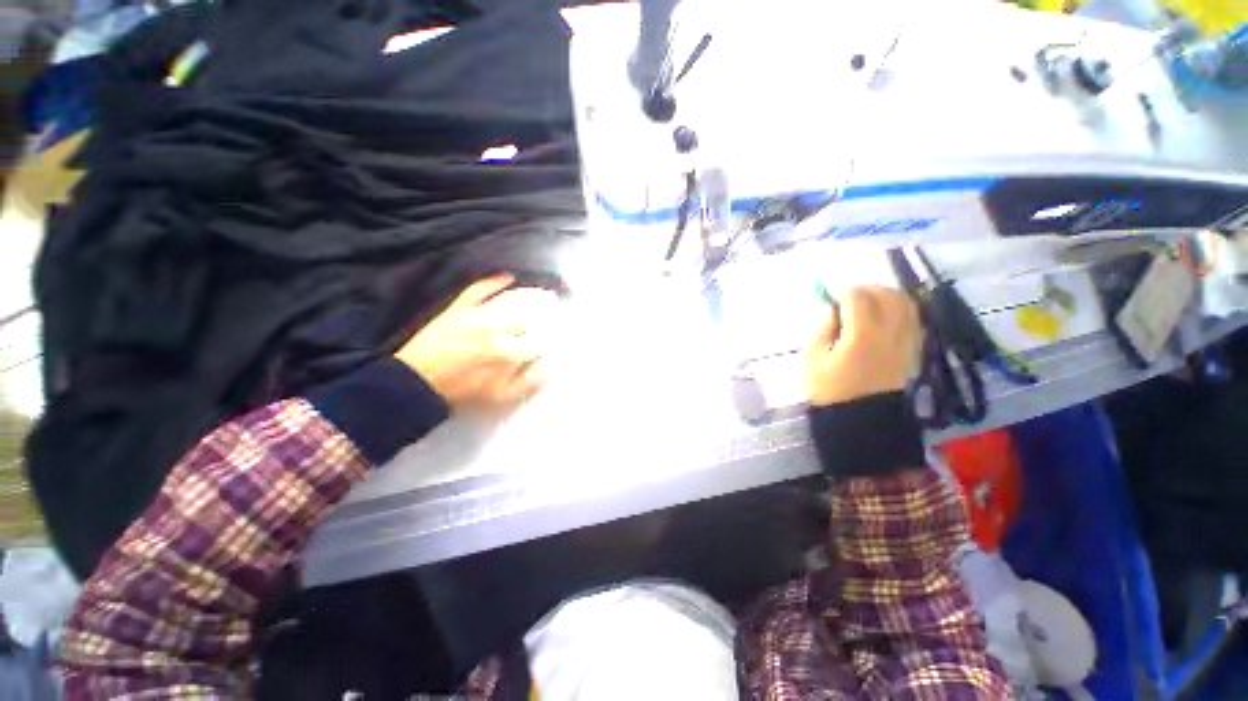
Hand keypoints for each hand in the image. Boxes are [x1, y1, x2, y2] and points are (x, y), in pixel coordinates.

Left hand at [395, 276, 561, 414]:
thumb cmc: (464, 392)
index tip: (564, 327)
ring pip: (510, 299)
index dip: (555, 330)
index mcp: (509, 352)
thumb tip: (552, 363)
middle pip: (529, 311)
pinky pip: (478, 290)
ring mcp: (476, 315)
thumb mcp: (502, 395)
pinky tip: (507, 276)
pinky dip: (493, 281)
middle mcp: (497, 329)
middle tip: (556, 302)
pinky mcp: (458, 308)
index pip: (541, 336)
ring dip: (529, 294)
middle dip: (547, 306)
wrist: (417, 383)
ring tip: (541, 292)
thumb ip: (530, 380)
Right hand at [806, 286, 920, 406]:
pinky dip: (900, 308)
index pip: (858, 298)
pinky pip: (913, 319)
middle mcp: (891, 333)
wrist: (860, 421)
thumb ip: (822, 329)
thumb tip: (831, 309)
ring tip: (866, 301)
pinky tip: (884, 314)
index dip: (842, 290)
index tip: (828, 292)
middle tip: (846, 295)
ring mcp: (907, 342)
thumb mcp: (814, 359)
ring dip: (886, 295)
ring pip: (906, 304)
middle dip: (866, 289)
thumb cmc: (830, 391)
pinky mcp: (913, 351)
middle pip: (887, 295)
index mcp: (863, 336)